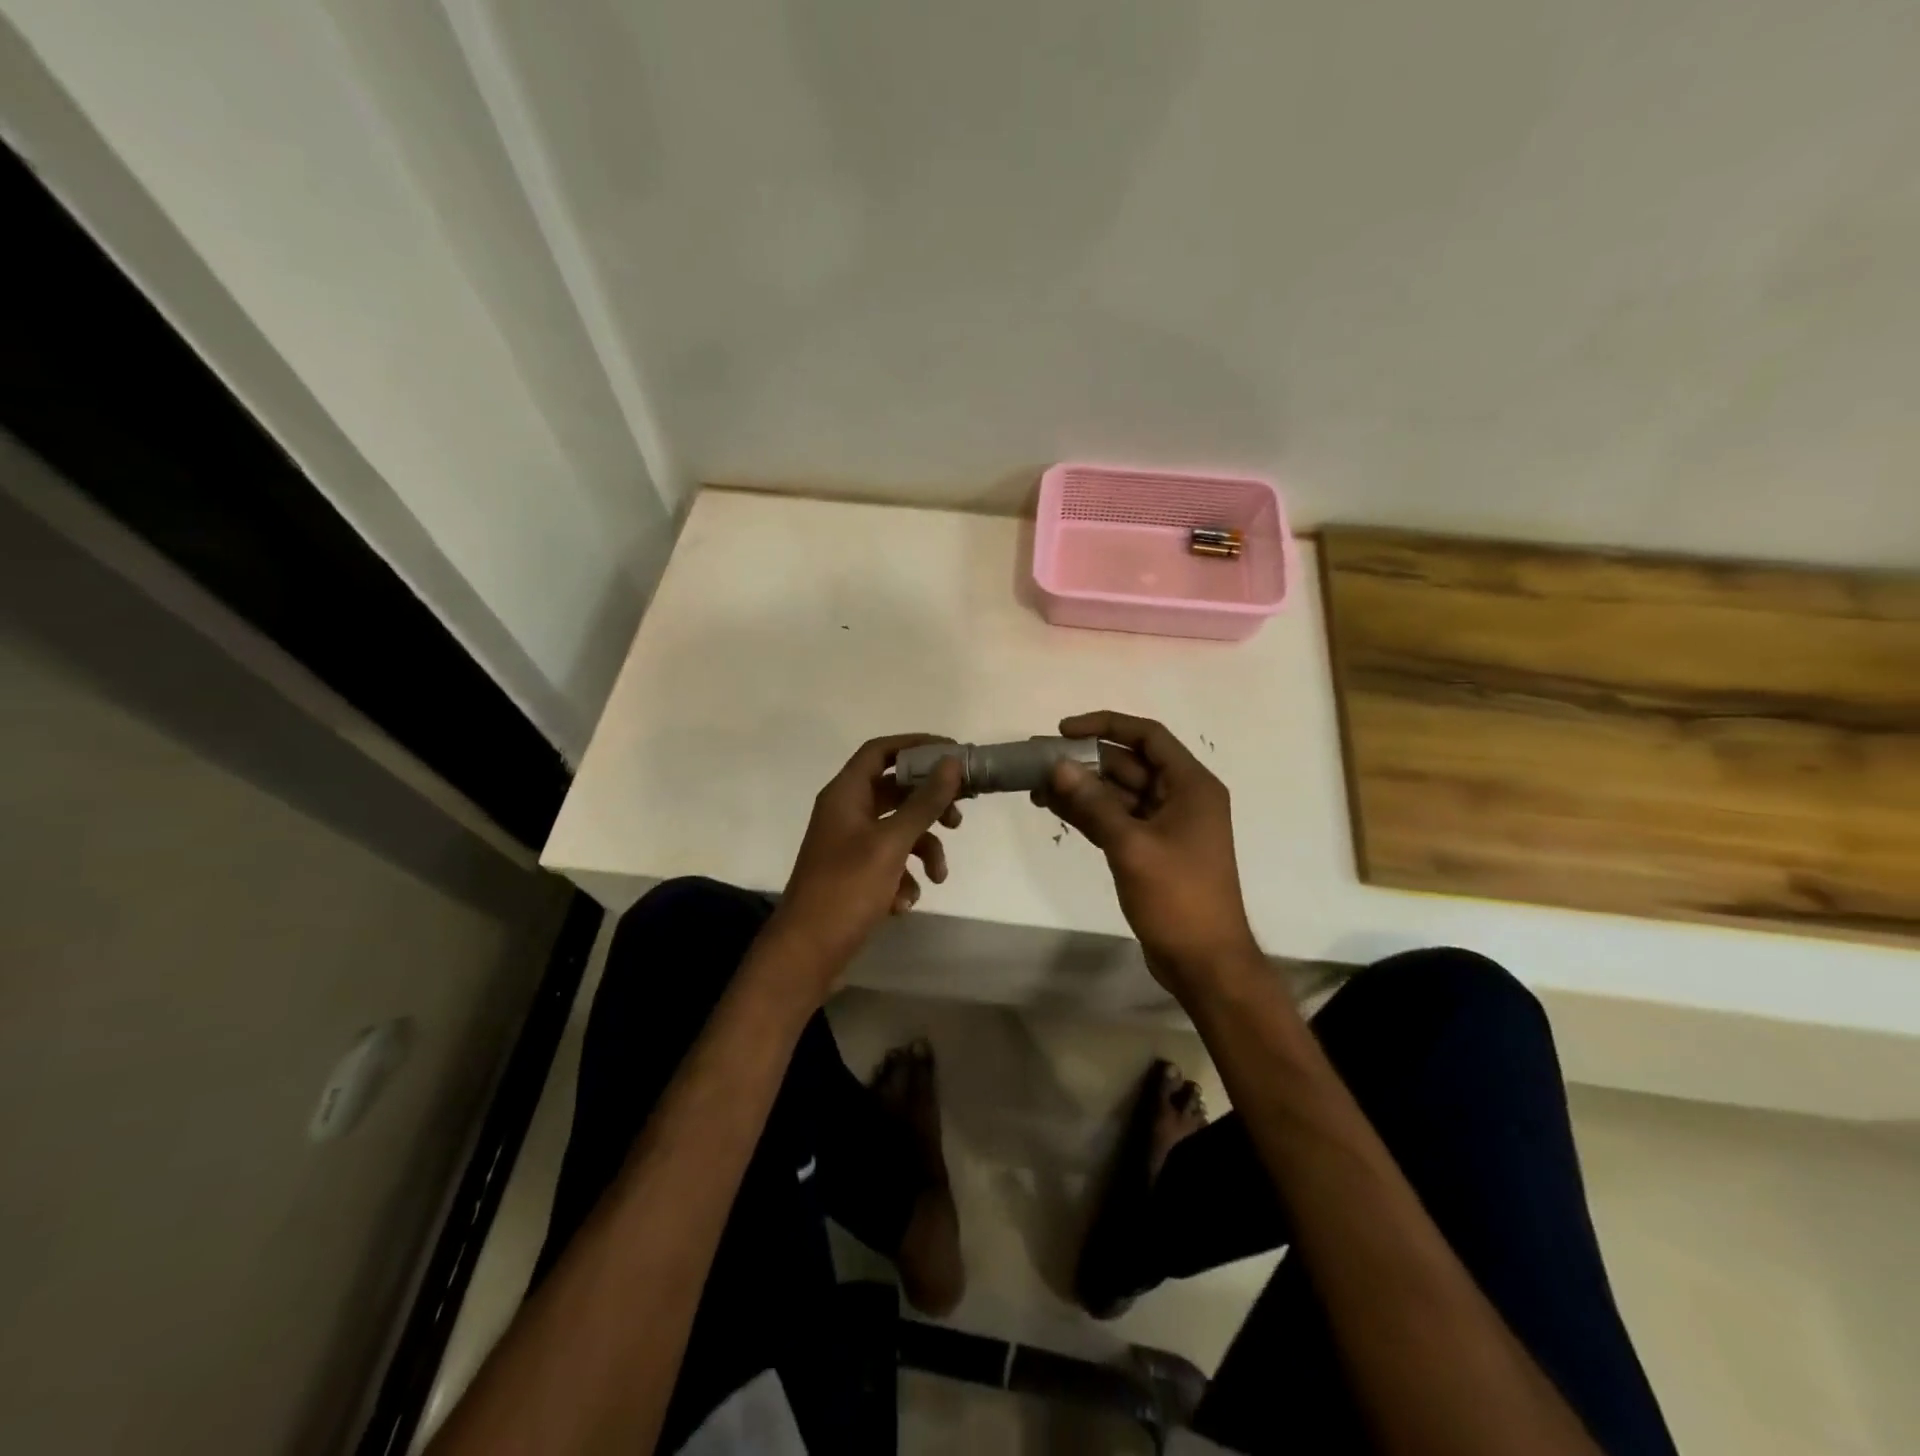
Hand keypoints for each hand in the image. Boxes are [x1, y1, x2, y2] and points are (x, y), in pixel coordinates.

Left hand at [765, 734, 965, 988]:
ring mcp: (849, 845)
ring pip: (898, 830)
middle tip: (960, 815)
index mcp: (845, 794)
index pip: (881, 750)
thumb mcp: (891, 844)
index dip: (916, 745)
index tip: (952, 753)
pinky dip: (904, 878)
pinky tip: (904, 903)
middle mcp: (846, 813)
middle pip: (895, 790)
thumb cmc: (845, 890)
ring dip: (924, 849)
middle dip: (930, 803)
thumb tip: (950, 762)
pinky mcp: (855, 875)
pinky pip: (889, 862)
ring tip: (939, 876)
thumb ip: (923, 802)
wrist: (805, 953)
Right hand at [1034, 710, 1258, 997]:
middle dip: (1084, 761)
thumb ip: (1094, 803)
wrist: (1204, 962)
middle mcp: (1180, 797)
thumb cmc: (1177, 897)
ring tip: (1035, 787)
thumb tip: (1058, 766)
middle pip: (1128, 764)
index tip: (1063, 730)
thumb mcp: (1131, 846)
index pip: (1147, 736)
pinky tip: (1054, 808)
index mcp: (1191, 785)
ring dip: (1081, 788)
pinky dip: (1088, 813)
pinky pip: (1115, 818)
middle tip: (1038, 762)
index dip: (1106, 725)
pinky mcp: (1150, 849)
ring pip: (1117, 793)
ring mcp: (1165, 824)